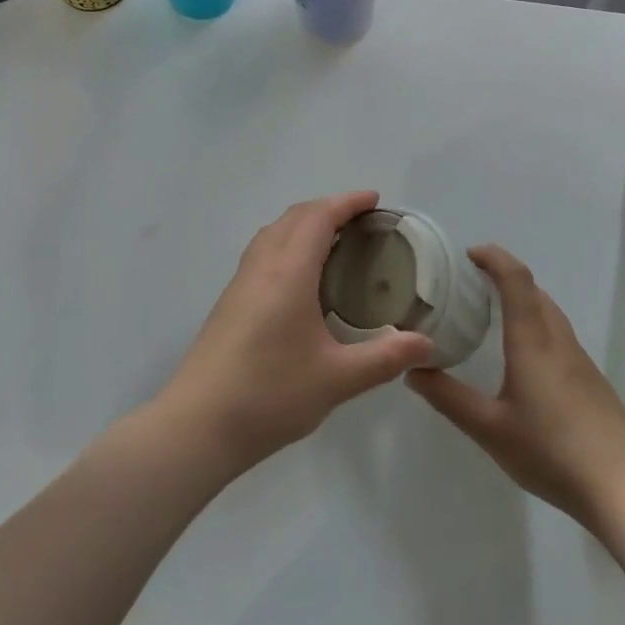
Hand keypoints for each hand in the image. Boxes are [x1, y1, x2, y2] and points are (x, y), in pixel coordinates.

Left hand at [157, 192, 436, 470]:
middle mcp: (262, 266)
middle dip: (329, 208)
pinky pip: (263, 251)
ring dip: (304, 223)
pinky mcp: (230, 301)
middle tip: (362, 221)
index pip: (319, 217)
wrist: (197, 424)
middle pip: (295, 216)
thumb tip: (427, 344)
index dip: (347, 202)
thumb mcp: (336, 379)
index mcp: (288, 272)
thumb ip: (384, 358)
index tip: (375, 200)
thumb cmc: (269, 395)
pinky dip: (288, 242)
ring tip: (334, 241)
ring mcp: (240, 282)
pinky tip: (300, 277)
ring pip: (274, 232)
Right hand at [409, 245, 624, 527]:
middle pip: (533, 290)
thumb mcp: (490, 429)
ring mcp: (579, 359)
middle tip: (470, 285)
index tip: (468, 254)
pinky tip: (523, 356)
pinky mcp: (591, 379)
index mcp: (532, 339)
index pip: (515, 278)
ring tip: (492, 315)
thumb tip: (413, 371)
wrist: (624, 488)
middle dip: (503, 276)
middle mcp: (557, 339)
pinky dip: (535, 323)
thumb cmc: (552, 452)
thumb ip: (450, 398)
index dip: (493, 257)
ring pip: (548, 311)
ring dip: (522, 299)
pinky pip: (558, 333)